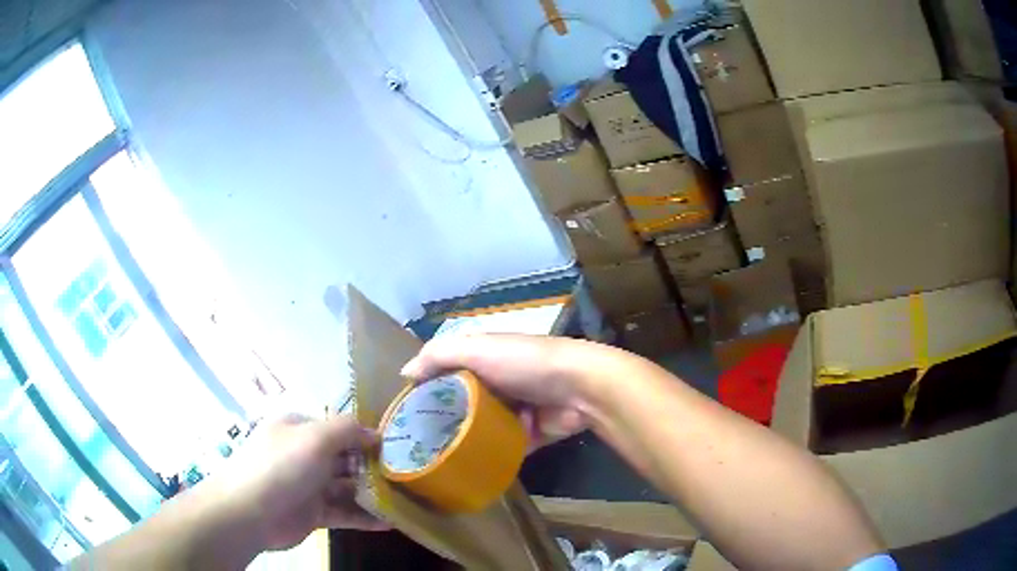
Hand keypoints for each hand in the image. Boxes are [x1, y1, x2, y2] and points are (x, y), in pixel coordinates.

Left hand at [206, 414, 389, 552]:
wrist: (250, 511)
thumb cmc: (282, 466)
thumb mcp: (315, 438)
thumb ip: (347, 430)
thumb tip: (376, 433)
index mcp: (299, 429)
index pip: (337, 428)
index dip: (365, 436)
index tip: (397, 446)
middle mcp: (303, 455)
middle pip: (344, 458)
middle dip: (373, 466)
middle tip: (407, 476)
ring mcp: (307, 485)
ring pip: (346, 487)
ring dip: (372, 493)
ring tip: (404, 499)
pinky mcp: (312, 513)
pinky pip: (343, 512)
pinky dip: (364, 517)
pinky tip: (390, 522)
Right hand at [400, 334, 616, 449]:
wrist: (581, 388)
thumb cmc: (525, 363)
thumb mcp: (477, 349)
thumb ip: (439, 356)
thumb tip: (404, 373)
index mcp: (485, 359)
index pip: (447, 372)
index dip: (426, 388)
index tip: (404, 411)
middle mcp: (498, 384)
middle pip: (463, 404)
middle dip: (443, 420)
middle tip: (416, 444)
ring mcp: (514, 411)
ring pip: (482, 429)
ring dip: (464, 442)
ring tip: (434, 462)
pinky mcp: (529, 435)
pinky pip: (502, 447)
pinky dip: (489, 456)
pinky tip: (464, 470)